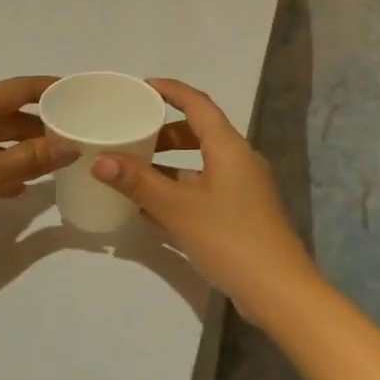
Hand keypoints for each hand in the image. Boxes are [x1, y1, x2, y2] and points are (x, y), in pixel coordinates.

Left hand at [0, 75, 78, 255]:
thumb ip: (31, 159)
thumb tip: (70, 144)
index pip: (20, 88)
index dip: (50, 88)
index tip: (79, 93)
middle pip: (9, 112)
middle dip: (41, 123)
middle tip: (74, 135)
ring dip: (23, 147)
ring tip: (53, 163)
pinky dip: (2, 166)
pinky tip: (17, 189)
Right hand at [92, 79, 319, 319]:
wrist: (279, 291)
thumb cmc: (230, 238)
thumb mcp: (178, 208)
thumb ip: (138, 183)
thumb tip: (100, 161)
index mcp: (228, 147)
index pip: (197, 104)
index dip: (170, 91)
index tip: (141, 88)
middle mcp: (239, 160)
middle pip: (198, 133)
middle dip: (164, 132)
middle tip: (130, 135)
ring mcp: (243, 188)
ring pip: (200, 163)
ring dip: (169, 164)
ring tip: (132, 171)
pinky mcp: (241, 213)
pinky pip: (205, 188)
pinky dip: (179, 189)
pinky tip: (150, 208)